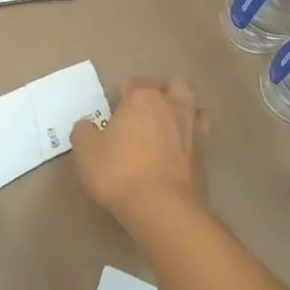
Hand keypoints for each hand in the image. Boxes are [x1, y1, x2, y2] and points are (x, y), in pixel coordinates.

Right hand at [70, 77, 206, 231]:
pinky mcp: (205, 157)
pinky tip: (179, 152)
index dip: (125, 91)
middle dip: (164, 90)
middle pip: (176, 85)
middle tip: (149, 107)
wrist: (162, 207)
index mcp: (143, 99)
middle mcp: (172, 107)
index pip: (136, 82)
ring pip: (195, 108)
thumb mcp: (86, 152)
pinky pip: (200, 137)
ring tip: (169, 126)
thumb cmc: (119, 172)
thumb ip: (84, 132)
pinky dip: (191, 139)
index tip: (116, 106)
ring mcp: (193, 131)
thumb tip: (86, 125)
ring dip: (184, 112)